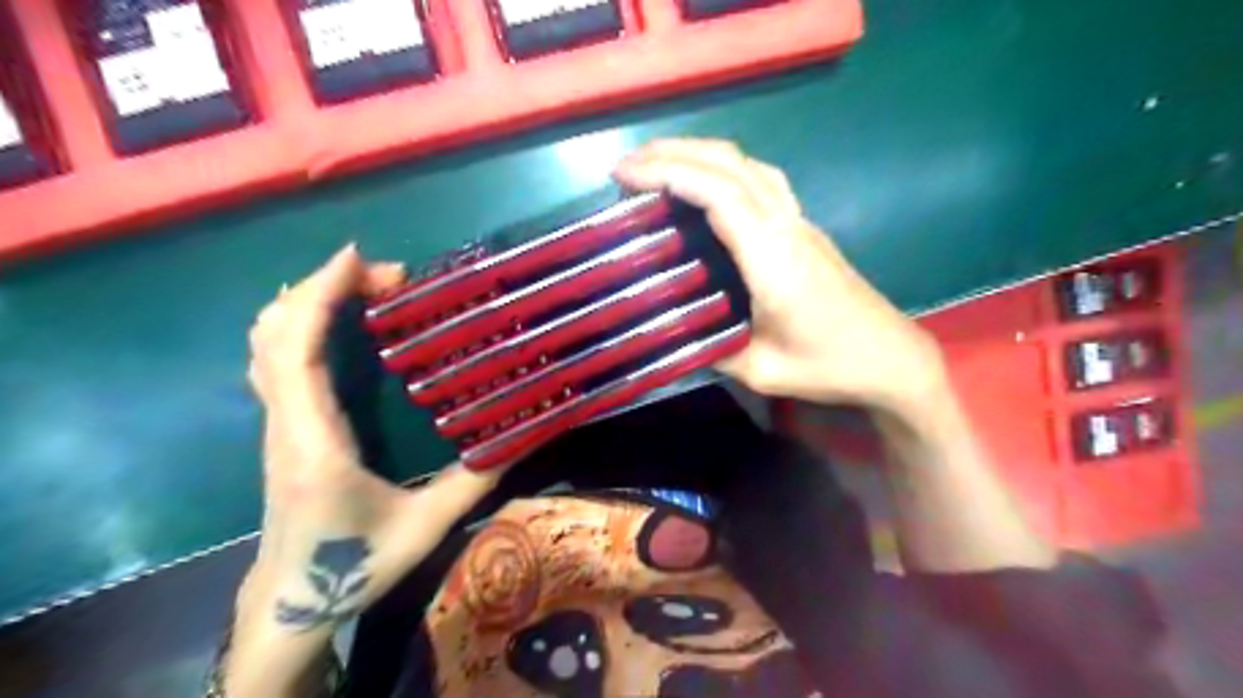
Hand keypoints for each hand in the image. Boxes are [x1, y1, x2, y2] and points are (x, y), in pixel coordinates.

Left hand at [229, 247, 500, 696]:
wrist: (291, 602)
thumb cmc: (354, 567)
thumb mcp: (426, 527)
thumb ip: (475, 481)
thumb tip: (522, 437)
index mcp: (315, 443)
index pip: (298, 354)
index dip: (320, 297)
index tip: (358, 259)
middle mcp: (285, 423)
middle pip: (275, 335)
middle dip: (324, 288)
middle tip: (391, 278)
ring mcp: (277, 424)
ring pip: (267, 344)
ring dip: (309, 301)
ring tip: (367, 287)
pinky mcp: (283, 426)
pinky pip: (276, 359)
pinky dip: (299, 322)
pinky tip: (335, 317)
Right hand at [617, 138, 948, 417]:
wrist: (890, 356)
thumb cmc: (829, 365)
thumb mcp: (761, 371)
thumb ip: (710, 350)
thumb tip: (667, 334)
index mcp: (773, 258)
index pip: (718, 194)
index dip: (669, 174)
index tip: (624, 176)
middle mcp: (786, 226)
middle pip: (730, 164)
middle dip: (673, 153)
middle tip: (625, 166)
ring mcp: (799, 221)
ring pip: (748, 164)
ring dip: (700, 152)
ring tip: (657, 163)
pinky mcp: (804, 226)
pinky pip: (760, 179)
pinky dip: (723, 167)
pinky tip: (704, 182)